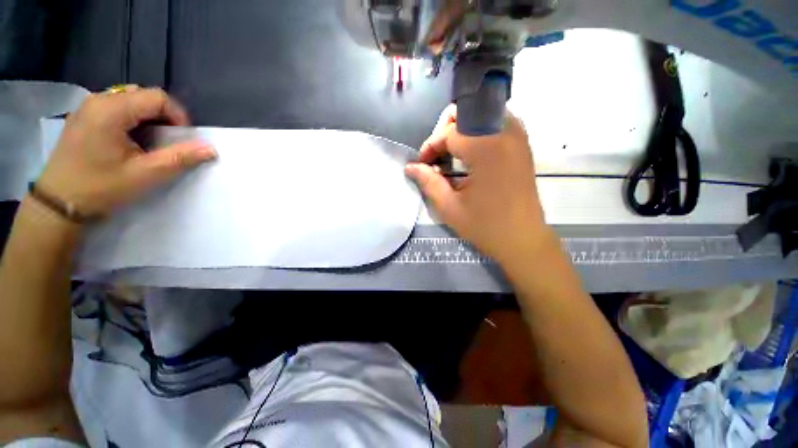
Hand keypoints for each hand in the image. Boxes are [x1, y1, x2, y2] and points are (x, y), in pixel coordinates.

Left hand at [36, 86, 216, 218]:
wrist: (58, 203)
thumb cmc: (101, 188)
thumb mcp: (145, 175)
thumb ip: (180, 158)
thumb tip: (211, 149)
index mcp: (111, 110)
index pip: (157, 97)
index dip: (178, 116)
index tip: (181, 139)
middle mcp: (98, 100)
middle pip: (143, 96)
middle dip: (163, 117)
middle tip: (166, 142)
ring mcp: (87, 107)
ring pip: (130, 100)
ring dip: (147, 118)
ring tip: (148, 143)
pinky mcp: (83, 117)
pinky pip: (116, 107)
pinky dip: (131, 120)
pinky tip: (129, 140)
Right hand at [405, 105, 547, 265]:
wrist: (523, 239)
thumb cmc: (485, 226)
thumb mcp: (449, 207)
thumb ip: (428, 182)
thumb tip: (410, 167)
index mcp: (486, 149)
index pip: (449, 133)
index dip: (431, 146)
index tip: (422, 164)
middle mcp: (505, 133)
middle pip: (466, 112)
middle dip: (445, 131)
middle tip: (437, 156)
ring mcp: (517, 136)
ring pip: (482, 113)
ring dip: (461, 129)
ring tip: (451, 154)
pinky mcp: (522, 144)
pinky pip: (496, 122)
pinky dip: (478, 131)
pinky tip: (470, 153)